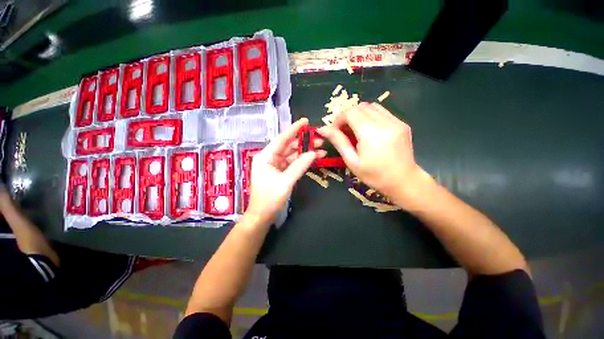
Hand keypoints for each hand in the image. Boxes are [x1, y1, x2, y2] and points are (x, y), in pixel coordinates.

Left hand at [245, 118, 325, 225]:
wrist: (262, 216)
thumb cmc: (269, 198)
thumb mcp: (285, 181)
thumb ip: (299, 166)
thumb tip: (313, 153)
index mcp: (266, 156)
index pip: (282, 139)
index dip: (294, 129)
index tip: (306, 121)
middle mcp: (270, 157)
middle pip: (289, 146)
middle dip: (304, 142)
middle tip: (320, 139)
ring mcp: (276, 165)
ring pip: (293, 155)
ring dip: (306, 152)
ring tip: (321, 149)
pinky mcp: (281, 172)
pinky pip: (293, 163)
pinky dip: (303, 161)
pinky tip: (314, 158)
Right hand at [318, 102, 433, 206]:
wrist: (404, 181)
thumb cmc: (374, 176)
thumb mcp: (352, 161)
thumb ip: (338, 141)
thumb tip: (323, 129)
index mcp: (371, 134)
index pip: (351, 112)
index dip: (339, 119)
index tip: (336, 131)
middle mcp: (385, 123)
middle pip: (360, 107)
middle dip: (348, 116)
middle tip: (344, 132)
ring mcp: (396, 121)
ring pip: (371, 106)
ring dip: (359, 115)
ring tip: (356, 131)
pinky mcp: (401, 123)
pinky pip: (382, 112)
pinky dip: (370, 117)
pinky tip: (369, 131)